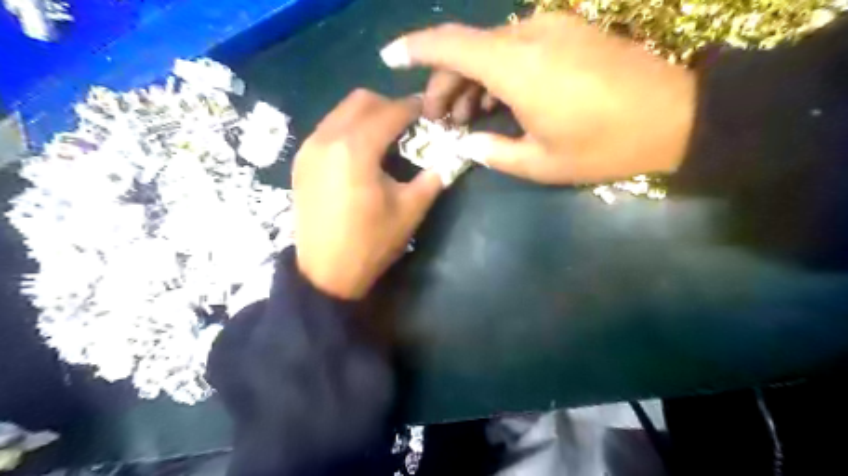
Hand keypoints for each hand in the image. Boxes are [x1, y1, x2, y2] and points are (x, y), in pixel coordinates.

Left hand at [293, 88, 440, 296]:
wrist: (325, 274)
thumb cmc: (370, 243)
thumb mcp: (409, 211)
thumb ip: (432, 179)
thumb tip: (449, 159)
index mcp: (356, 149)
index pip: (390, 112)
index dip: (413, 108)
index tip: (430, 111)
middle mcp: (327, 138)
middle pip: (361, 101)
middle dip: (389, 106)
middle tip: (409, 125)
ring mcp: (309, 148)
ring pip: (341, 112)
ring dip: (368, 116)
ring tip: (387, 137)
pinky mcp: (301, 161)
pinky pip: (328, 129)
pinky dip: (349, 129)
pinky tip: (362, 153)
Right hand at [379, 12, 695, 182]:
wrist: (675, 116)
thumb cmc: (604, 146)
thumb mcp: (540, 163)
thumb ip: (493, 152)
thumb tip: (467, 143)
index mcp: (517, 68)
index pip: (450, 45)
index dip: (414, 48)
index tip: (389, 57)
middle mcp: (529, 37)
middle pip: (467, 49)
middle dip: (444, 83)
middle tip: (440, 119)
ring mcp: (551, 30)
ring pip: (491, 49)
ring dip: (470, 80)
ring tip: (466, 117)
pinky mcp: (567, 34)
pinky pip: (516, 48)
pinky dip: (496, 73)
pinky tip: (496, 101)